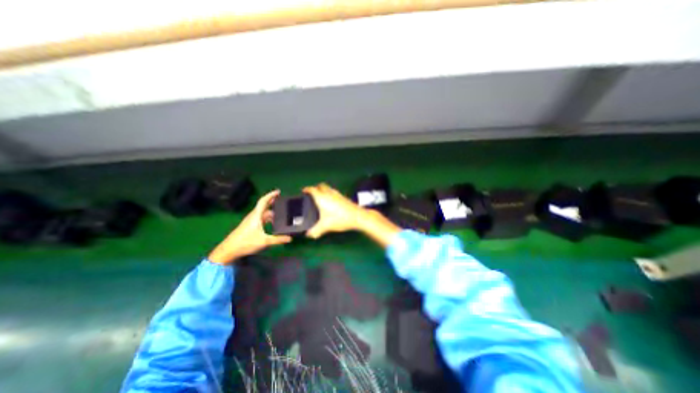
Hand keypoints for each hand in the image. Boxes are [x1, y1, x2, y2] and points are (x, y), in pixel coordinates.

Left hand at [209, 188, 293, 264]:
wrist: (229, 250)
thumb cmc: (246, 243)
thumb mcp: (264, 241)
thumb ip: (278, 239)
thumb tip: (290, 238)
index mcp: (256, 215)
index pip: (263, 201)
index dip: (271, 195)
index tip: (279, 192)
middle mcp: (253, 216)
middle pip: (264, 206)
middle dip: (273, 202)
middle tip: (282, 201)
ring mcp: (251, 221)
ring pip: (262, 213)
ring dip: (271, 211)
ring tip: (281, 213)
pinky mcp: (249, 226)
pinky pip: (261, 218)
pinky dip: (268, 218)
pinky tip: (273, 223)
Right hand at [306, 182, 401, 247]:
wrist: (357, 216)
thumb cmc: (339, 219)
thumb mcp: (325, 226)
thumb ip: (315, 231)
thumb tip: (308, 235)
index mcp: (322, 197)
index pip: (312, 189)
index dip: (307, 189)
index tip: (303, 191)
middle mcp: (329, 193)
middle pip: (321, 186)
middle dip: (315, 188)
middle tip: (312, 194)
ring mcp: (337, 194)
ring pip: (328, 188)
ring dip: (323, 190)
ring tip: (321, 198)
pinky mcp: (343, 196)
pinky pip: (333, 192)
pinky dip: (330, 194)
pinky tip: (331, 202)